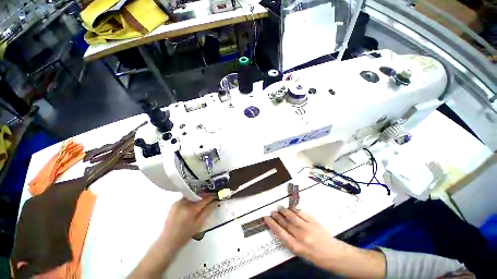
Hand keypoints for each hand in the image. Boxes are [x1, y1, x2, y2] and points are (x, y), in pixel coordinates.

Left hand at [128, 195, 215, 278]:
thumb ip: (207, 211)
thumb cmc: (185, 235)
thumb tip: (215, 202)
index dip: (211, 196)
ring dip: (199, 195)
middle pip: (198, 195)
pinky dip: (192, 198)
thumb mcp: (199, 224)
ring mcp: (178, 202)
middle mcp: (184, 203)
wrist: (168, 241)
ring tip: (204, 198)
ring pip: (192, 195)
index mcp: (191, 209)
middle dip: (206, 194)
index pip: (204, 199)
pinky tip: (194, 201)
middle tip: (212, 195)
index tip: (216, 195)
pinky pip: (186, 197)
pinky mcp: (174, 204)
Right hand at [264, 206, 344, 269]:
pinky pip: (302, 213)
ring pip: (292, 216)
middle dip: (277, 216)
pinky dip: (295, 210)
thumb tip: (281, 229)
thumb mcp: (300, 253)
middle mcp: (301, 236)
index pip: (280, 232)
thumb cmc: (316, 257)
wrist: (334, 255)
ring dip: (284, 211)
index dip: (272, 224)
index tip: (266, 218)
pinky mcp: (314, 222)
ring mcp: (308, 227)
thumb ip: (290, 241)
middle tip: (272, 211)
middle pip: (285, 223)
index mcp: (296, 247)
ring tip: (279, 207)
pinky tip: (291, 208)